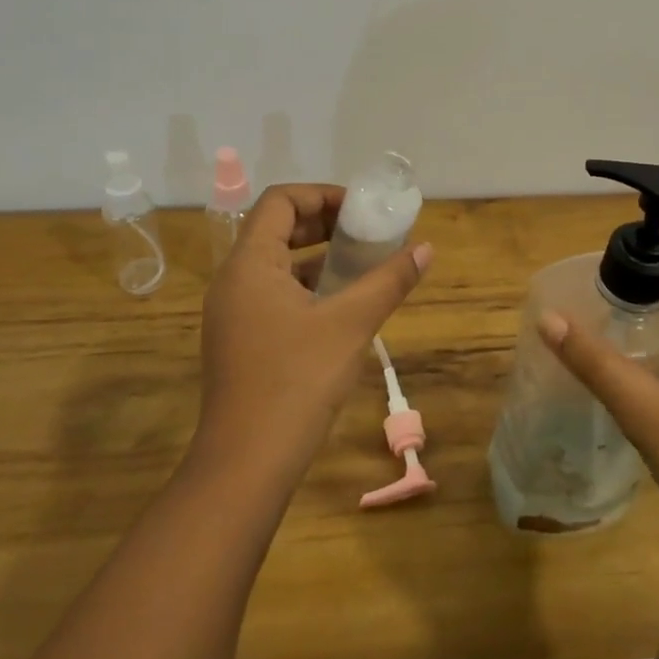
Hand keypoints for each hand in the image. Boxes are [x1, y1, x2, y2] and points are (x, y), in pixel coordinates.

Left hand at [194, 184, 431, 491]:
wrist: (247, 463)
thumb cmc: (297, 381)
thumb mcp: (350, 324)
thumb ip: (388, 281)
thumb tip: (426, 249)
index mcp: (249, 264)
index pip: (280, 201)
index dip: (322, 195)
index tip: (361, 209)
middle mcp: (233, 281)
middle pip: (275, 229)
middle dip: (323, 224)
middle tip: (366, 232)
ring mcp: (232, 314)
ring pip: (275, 265)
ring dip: (317, 257)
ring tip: (361, 264)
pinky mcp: (240, 341)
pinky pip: (273, 295)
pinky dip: (306, 287)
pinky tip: (341, 306)